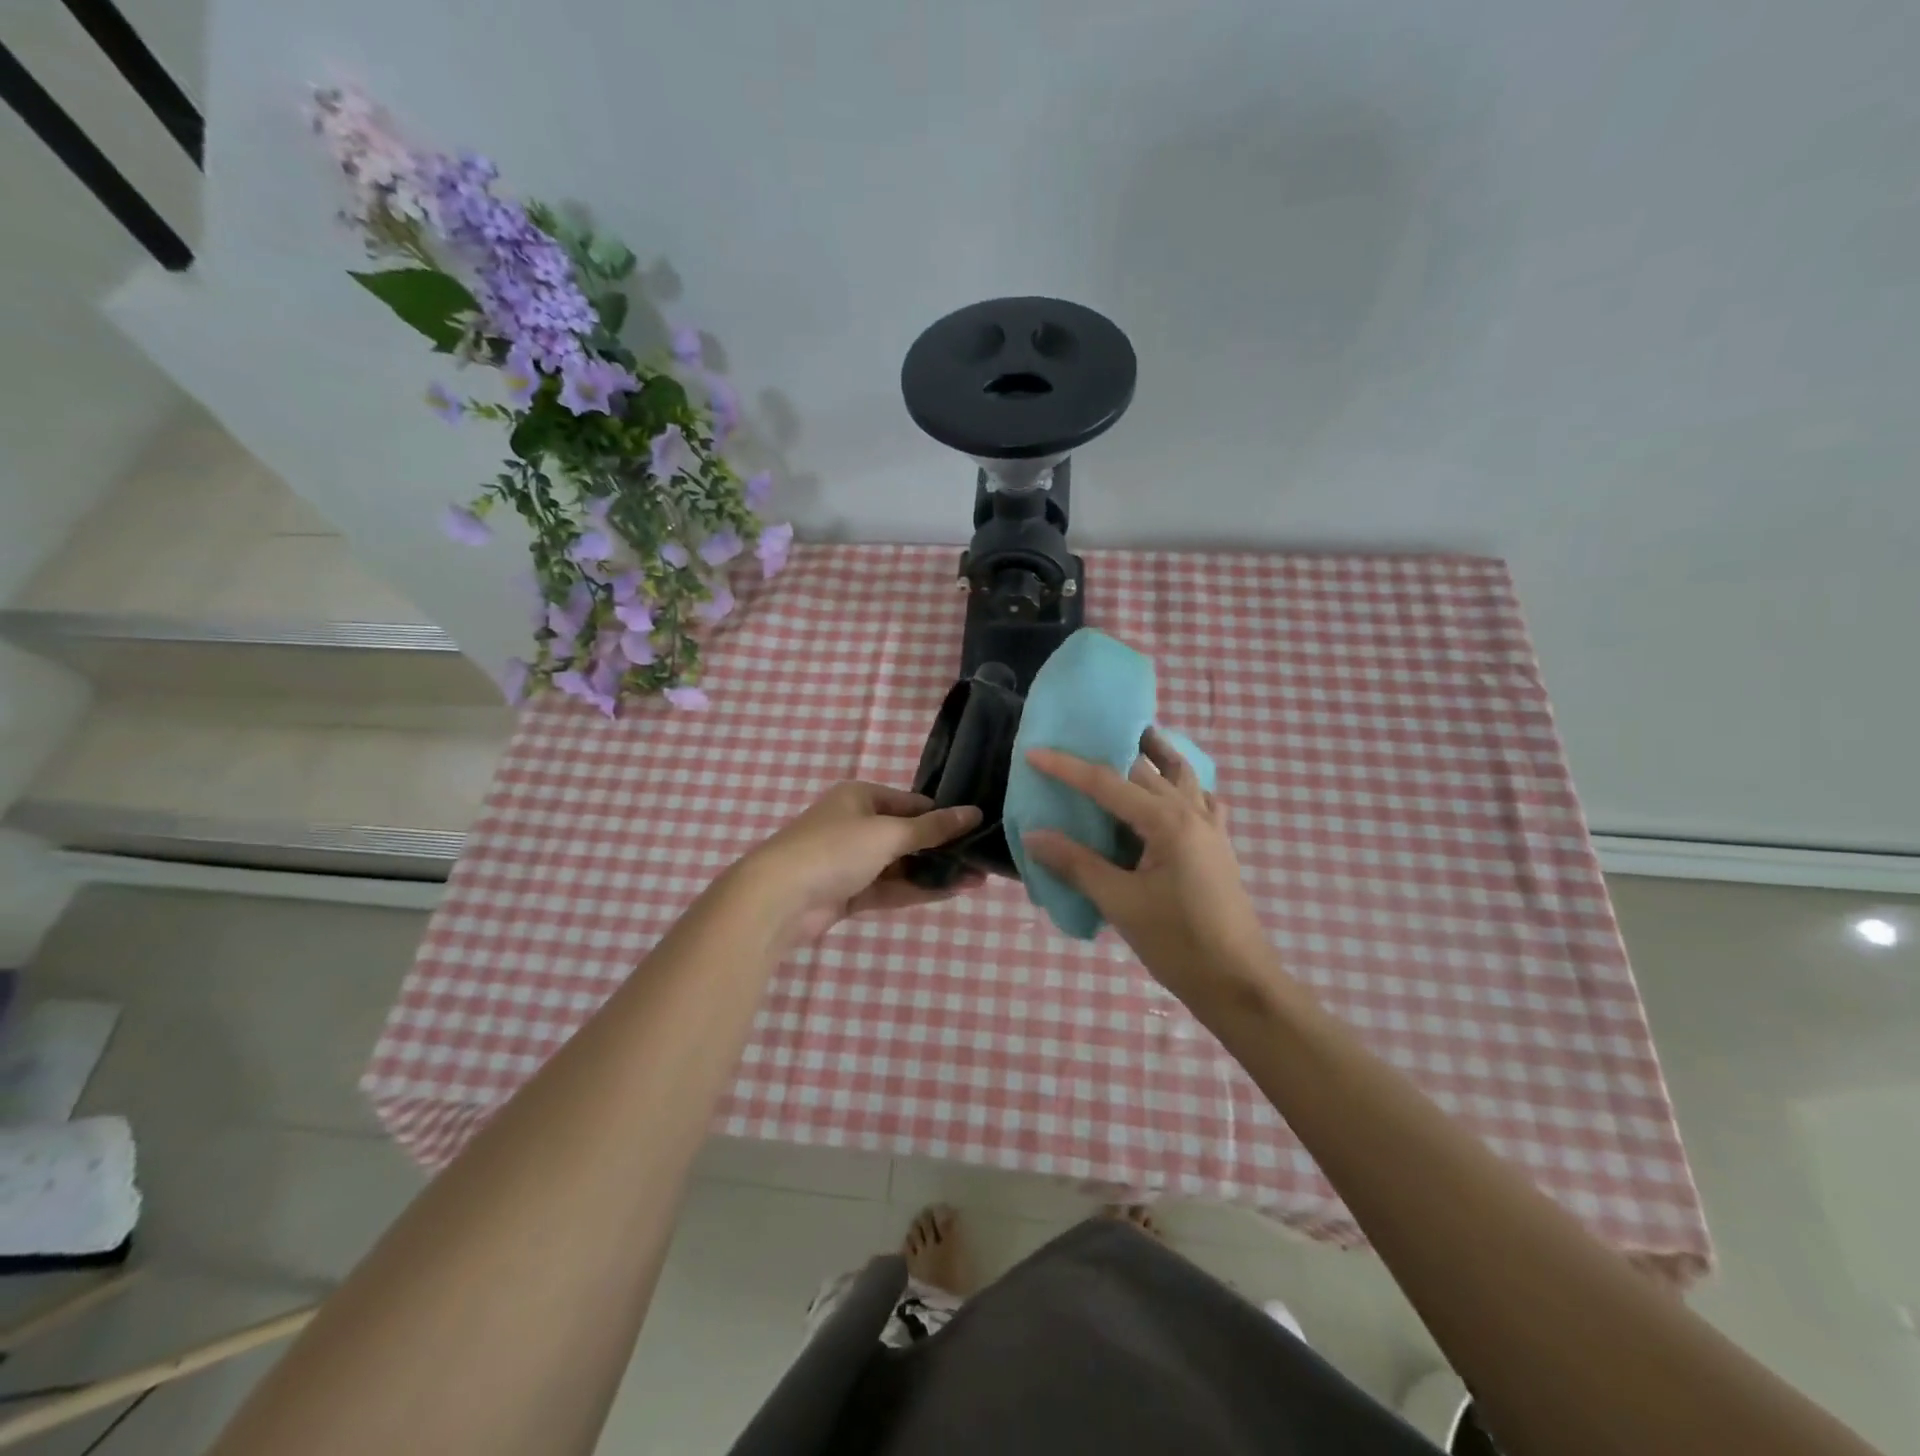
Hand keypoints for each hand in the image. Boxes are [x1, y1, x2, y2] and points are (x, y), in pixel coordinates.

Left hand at [737, 783, 983, 944]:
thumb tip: (973, 813)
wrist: (778, 899)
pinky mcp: (848, 893)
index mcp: (860, 797)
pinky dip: (916, 890)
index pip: (911, 803)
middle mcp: (855, 824)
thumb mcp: (888, 833)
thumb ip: (931, 828)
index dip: (943, 816)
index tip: (976, 829)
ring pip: (900, 865)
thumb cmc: (834, 849)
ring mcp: (850, 861)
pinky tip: (951, 892)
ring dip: (934, 872)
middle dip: (943, 849)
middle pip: (907, 835)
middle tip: (983, 859)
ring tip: (977, 879)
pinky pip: (889, 888)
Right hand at [1022, 731, 1274, 1007]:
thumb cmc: (1178, 943)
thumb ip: (1077, 864)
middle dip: (1111, 752)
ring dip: (1157, 756)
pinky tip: (1170, 796)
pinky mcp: (1218, 846)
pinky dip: (1183, 786)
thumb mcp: (1120, 903)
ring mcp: (1210, 827)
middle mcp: (1191, 812)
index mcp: (1166, 821)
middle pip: (1146, 768)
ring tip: (1133, 743)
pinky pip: (1201, 800)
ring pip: (1182, 775)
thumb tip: (1034, 835)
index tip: (1034, 753)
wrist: (1238, 983)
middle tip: (1078, 743)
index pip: (1107, 783)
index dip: (1068, 767)